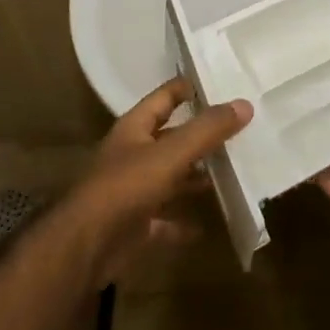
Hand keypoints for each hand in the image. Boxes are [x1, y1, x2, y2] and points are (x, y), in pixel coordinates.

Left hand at [61, 78, 251, 288]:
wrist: (86, 247)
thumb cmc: (126, 187)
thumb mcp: (170, 153)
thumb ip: (206, 130)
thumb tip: (244, 103)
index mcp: (135, 129)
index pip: (164, 97)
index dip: (187, 88)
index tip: (218, 81)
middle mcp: (132, 155)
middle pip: (169, 138)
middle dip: (198, 135)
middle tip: (237, 129)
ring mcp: (132, 192)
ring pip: (169, 177)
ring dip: (193, 176)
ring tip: (229, 172)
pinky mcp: (135, 226)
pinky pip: (164, 220)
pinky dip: (182, 222)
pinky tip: (205, 225)